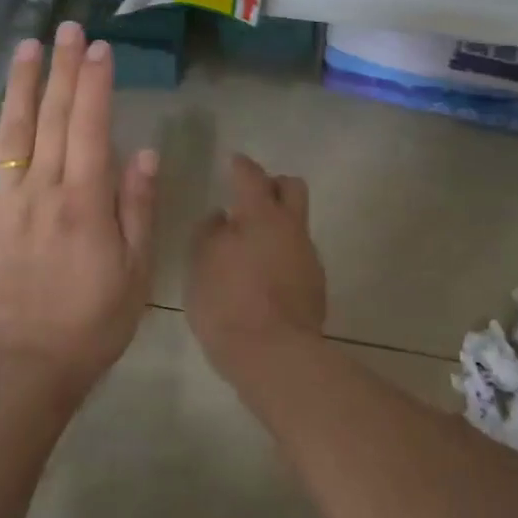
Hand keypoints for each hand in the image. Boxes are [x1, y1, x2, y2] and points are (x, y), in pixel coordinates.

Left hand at [0, 22, 158, 397]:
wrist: (26, 371)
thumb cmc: (93, 322)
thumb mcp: (135, 270)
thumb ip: (137, 207)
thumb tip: (144, 152)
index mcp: (84, 201)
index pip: (90, 127)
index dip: (95, 83)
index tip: (100, 47)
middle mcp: (40, 191)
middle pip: (52, 119)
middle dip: (62, 69)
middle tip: (68, 28)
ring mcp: (2, 206)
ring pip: (10, 134)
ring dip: (19, 87)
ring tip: (26, 47)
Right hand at [187, 154, 327, 377]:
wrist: (275, 355)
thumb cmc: (228, 303)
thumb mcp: (201, 264)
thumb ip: (210, 232)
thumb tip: (222, 217)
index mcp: (261, 214)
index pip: (252, 175)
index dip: (241, 166)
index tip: (234, 162)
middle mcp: (291, 227)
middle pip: (292, 187)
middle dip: (273, 185)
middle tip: (251, 197)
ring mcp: (308, 256)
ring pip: (297, 223)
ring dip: (278, 224)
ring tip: (252, 244)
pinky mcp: (315, 285)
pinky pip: (298, 254)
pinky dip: (283, 254)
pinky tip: (264, 275)